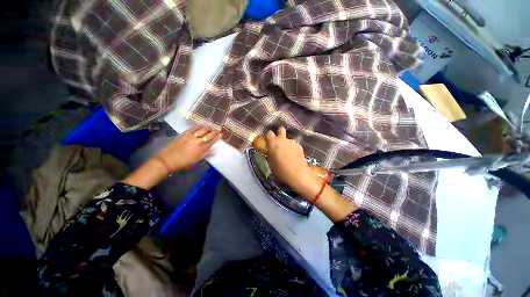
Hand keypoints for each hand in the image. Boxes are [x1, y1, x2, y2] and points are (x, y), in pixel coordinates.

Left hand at [157, 125, 221, 173]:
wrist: (168, 160)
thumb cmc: (184, 162)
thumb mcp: (196, 160)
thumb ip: (206, 154)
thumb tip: (214, 150)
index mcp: (201, 149)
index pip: (211, 141)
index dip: (217, 137)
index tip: (221, 134)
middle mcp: (197, 141)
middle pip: (208, 135)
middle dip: (214, 132)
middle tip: (218, 129)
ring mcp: (191, 137)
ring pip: (202, 130)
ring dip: (208, 128)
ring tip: (212, 126)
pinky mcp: (184, 134)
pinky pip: (193, 128)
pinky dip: (198, 126)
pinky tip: (201, 124)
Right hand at [264, 127, 317, 190]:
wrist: (298, 175)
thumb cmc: (280, 171)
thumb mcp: (271, 163)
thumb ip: (270, 153)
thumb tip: (270, 150)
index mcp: (273, 143)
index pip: (269, 133)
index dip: (268, 137)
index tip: (268, 142)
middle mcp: (283, 140)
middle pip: (280, 129)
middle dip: (279, 133)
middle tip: (278, 142)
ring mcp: (292, 142)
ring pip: (288, 139)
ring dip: (286, 143)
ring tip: (287, 152)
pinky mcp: (300, 146)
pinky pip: (294, 144)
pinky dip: (293, 148)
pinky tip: (294, 156)